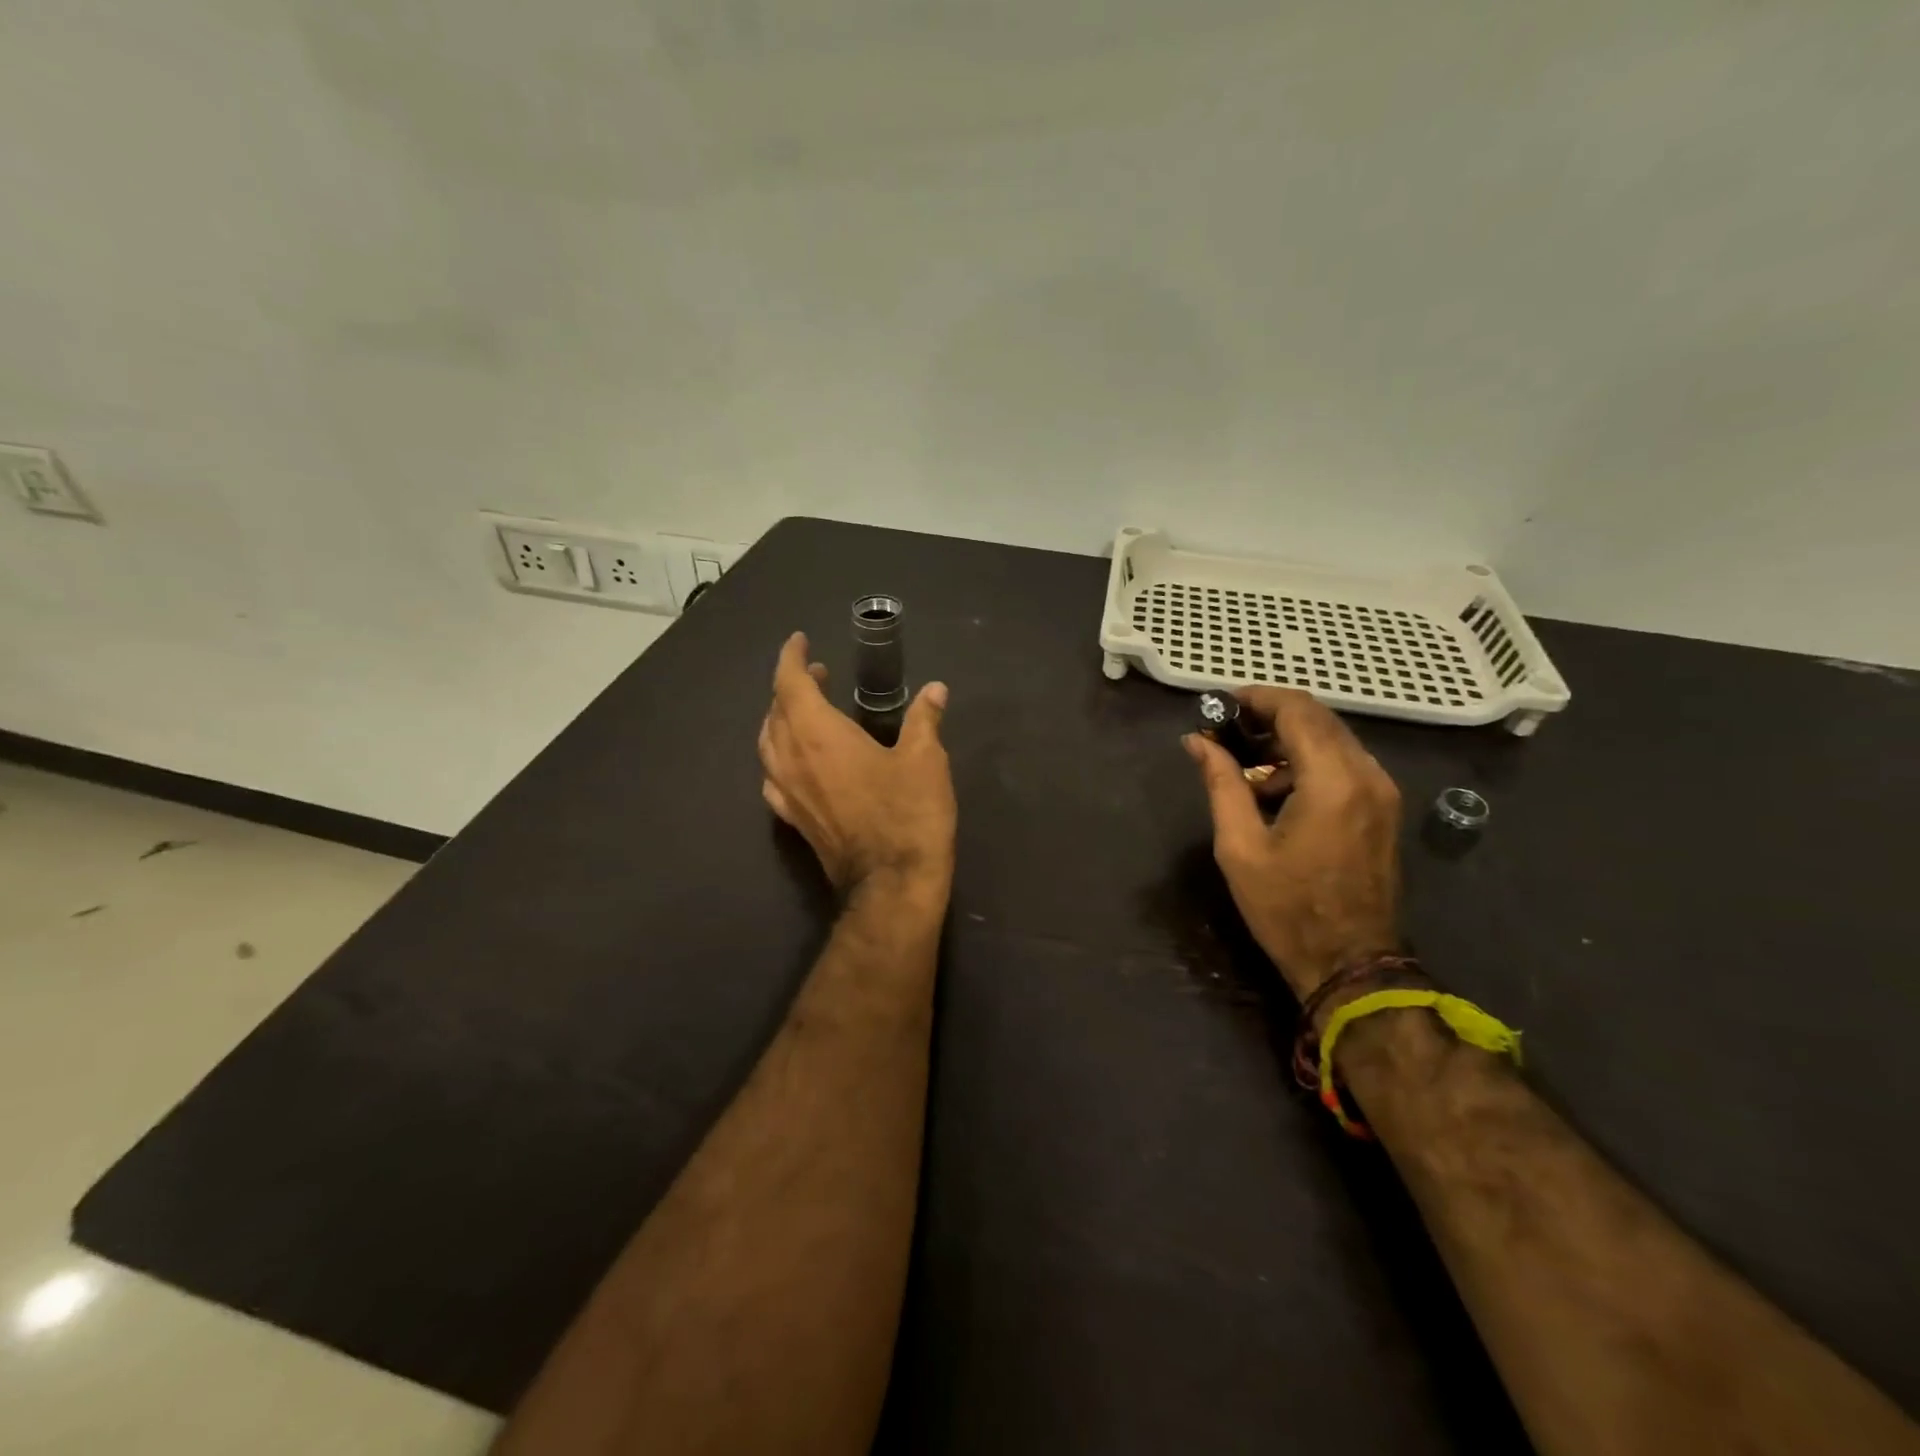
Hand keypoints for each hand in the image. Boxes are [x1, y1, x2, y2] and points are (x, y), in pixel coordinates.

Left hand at [759, 632, 956, 896]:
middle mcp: (791, 758)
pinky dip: (781, 756)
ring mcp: (787, 792)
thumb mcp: (924, 759)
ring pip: (768, 744)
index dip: (791, 657)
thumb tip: (935, 690)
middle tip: (819, 676)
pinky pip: (773, 776)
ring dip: (782, 719)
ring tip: (806, 712)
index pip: (789, 683)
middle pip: (775, 711)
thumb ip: (924, 719)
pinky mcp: (794, 820)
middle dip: (792, 686)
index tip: (801, 641)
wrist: (891, 883)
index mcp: (817, 734)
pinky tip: (798, 761)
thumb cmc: (908, 813)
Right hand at [1184, 688, 1401, 1000]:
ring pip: (1333, 738)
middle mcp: (1367, 774)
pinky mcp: (1384, 808)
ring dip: (1289, 740)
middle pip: (1318, 718)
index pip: (1297, 710)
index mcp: (1332, 780)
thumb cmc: (1286, 908)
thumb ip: (1221, 782)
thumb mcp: (1239, 846)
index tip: (1221, 706)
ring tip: (1246, 767)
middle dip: (1270, 716)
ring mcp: (1382, 791)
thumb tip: (1197, 741)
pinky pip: (1345, 763)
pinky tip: (1278, 789)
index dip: (1256, 698)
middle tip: (1227, 732)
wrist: (1350, 963)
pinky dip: (1309, 761)